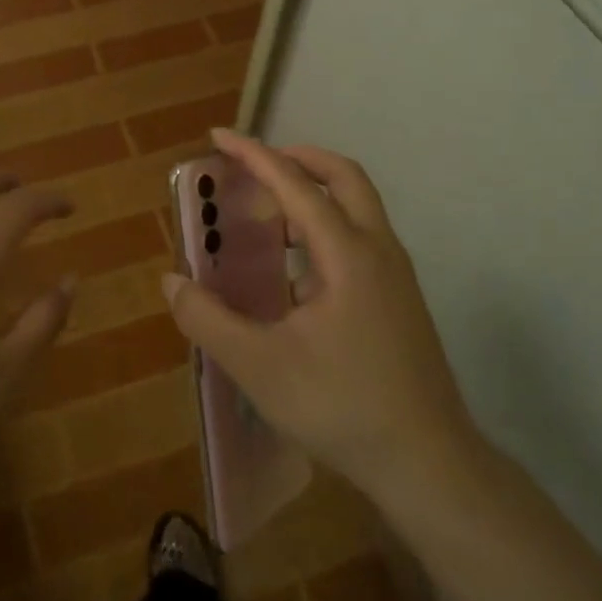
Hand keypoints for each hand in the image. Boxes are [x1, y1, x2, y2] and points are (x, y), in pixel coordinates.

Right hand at [163, 129, 490, 512]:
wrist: (429, 463)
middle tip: (256, 165)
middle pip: (344, 177)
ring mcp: (395, 275)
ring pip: (358, 208)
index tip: (219, 137)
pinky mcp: (400, 300)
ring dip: (314, 194)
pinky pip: (360, 239)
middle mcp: (378, 251)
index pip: (295, 184)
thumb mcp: (259, 366)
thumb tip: (173, 282)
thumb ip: (208, 320)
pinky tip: (295, 274)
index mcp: (347, 254)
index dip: (254, 155)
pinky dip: (325, 229)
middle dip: (298, 159)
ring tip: (268, 216)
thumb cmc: (342, 407)